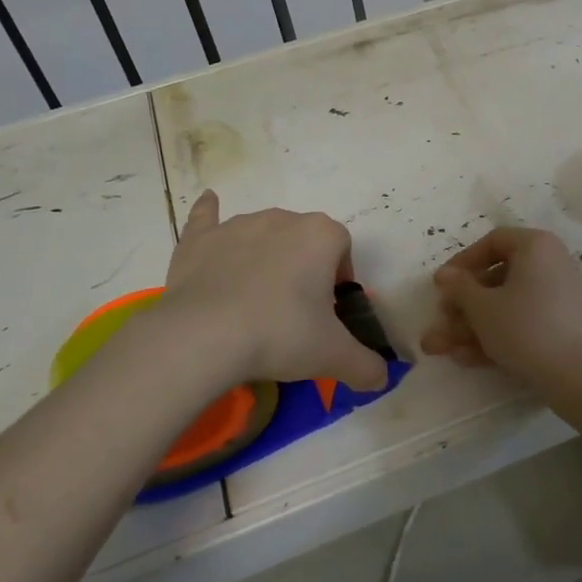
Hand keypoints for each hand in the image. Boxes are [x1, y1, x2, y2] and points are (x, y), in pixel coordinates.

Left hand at [160, 191, 387, 392]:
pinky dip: (210, 213)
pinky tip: (210, 203)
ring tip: (255, 302)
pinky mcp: (200, 238)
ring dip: (265, 256)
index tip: (328, 310)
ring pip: (263, 234)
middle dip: (303, 268)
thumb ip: (366, 365)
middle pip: (304, 239)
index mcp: (321, 236)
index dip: (339, 277)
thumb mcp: (333, 356)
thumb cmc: (281, 335)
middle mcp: (283, 218)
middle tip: (294, 314)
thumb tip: (381, 378)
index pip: (343, 247)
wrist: (205, 337)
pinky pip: (208, 216)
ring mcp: (238, 225)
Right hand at [420, 227, 581, 385]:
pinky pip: (521, 323)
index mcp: (535, 246)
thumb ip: (459, 288)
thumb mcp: (483, 307)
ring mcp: (557, 298)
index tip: (441, 286)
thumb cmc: (526, 328)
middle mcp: (550, 264)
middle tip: (439, 322)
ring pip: (505, 306)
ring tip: (439, 349)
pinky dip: (495, 336)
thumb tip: (445, 274)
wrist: (581, 376)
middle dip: (461, 306)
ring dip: (471, 326)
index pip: (493, 242)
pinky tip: (466, 359)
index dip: (462, 262)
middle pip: (496, 279)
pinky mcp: (560, 327)